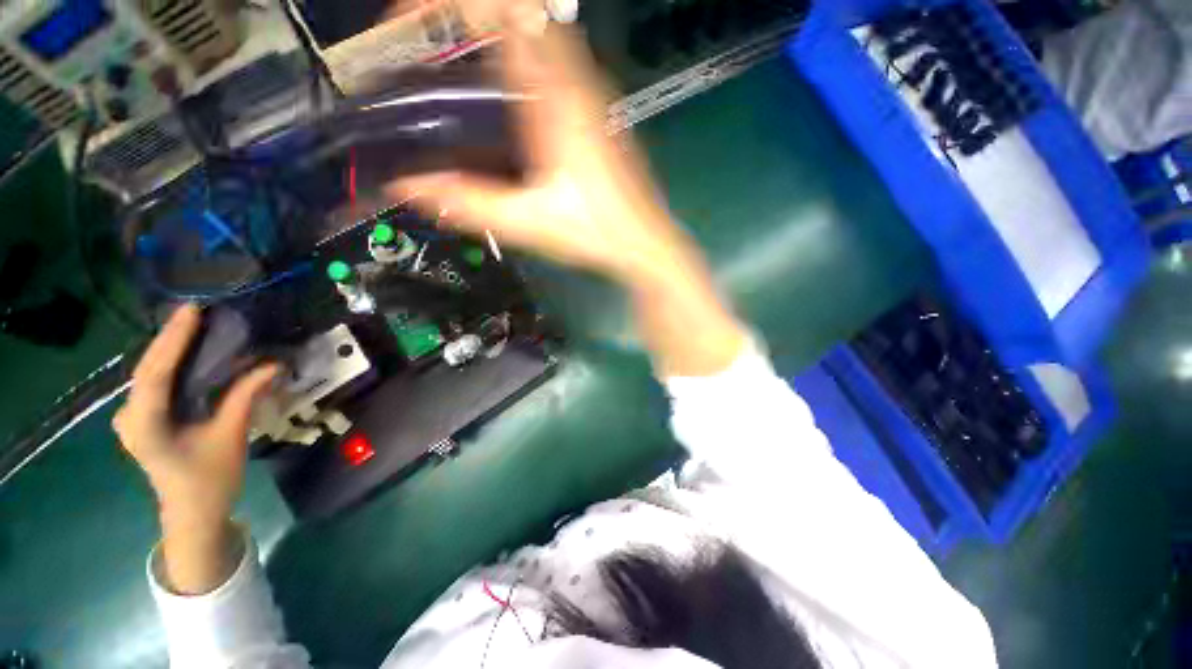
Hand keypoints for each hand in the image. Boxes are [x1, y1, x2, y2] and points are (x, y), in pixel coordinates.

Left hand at [113, 304, 278, 593]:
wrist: (193, 513)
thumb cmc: (210, 480)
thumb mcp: (231, 437)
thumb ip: (245, 397)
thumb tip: (271, 365)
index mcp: (145, 426)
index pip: (155, 374)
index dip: (172, 340)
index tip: (191, 312)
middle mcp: (129, 417)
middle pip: (148, 369)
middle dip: (170, 338)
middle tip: (195, 311)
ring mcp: (132, 417)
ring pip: (149, 373)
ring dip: (170, 348)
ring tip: (193, 324)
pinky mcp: (142, 418)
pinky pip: (155, 383)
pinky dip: (171, 363)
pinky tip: (187, 352)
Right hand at [390, 0, 702, 285]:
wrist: (644, 242)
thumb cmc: (596, 232)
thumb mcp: (527, 223)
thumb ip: (468, 203)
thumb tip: (409, 188)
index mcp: (556, 98)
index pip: (498, 9)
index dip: (446, 3)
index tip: (410, 22)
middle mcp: (577, 81)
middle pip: (517, 10)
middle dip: (463, 14)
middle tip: (426, 43)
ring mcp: (592, 92)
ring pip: (538, 30)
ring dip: (492, 31)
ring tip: (454, 63)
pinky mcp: (597, 110)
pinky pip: (554, 60)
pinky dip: (519, 57)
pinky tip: (503, 94)